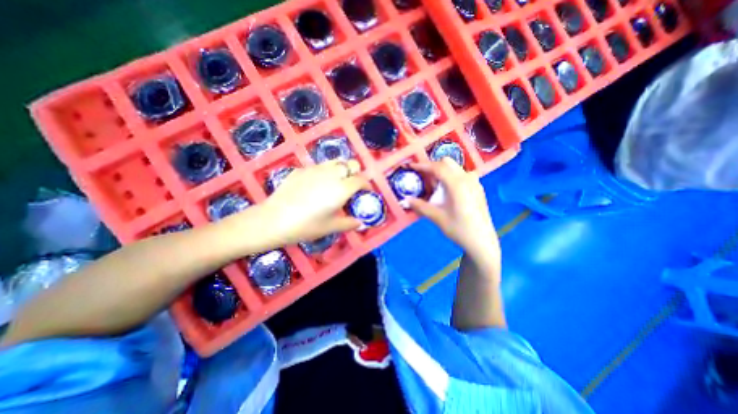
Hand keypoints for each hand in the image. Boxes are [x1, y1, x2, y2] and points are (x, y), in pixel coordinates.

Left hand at [244, 160, 364, 246]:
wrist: (274, 219)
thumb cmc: (306, 226)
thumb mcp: (331, 227)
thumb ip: (349, 223)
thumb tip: (360, 223)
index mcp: (341, 188)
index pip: (361, 180)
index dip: (367, 185)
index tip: (367, 192)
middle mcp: (331, 174)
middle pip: (351, 164)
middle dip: (356, 173)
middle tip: (352, 186)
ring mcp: (315, 169)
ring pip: (336, 162)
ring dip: (341, 170)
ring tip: (336, 183)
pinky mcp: (301, 169)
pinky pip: (319, 166)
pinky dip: (325, 172)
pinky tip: (316, 185)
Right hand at [406, 159, 498, 261]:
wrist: (482, 241)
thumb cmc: (459, 229)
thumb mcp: (437, 217)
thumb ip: (420, 206)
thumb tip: (405, 199)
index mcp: (457, 184)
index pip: (437, 167)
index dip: (422, 165)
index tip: (411, 166)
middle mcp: (467, 178)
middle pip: (447, 163)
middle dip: (433, 166)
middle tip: (423, 177)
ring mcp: (475, 182)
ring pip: (455, 168)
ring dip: (442, 171)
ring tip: (434, 186)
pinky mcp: (478, 188)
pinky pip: (462, 175)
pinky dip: (451, 177)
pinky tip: (447, 191)